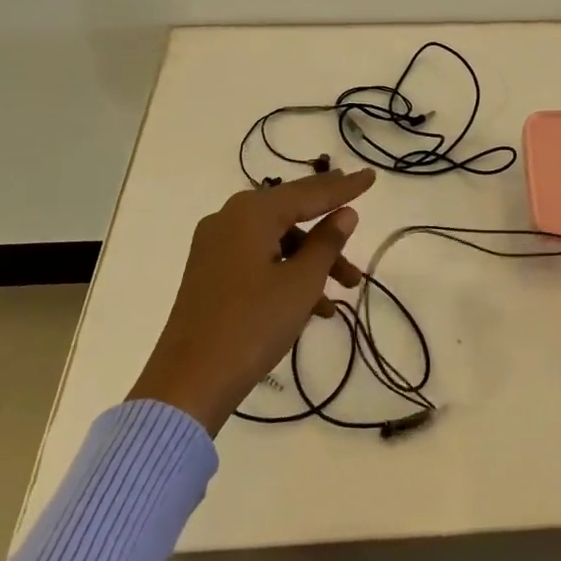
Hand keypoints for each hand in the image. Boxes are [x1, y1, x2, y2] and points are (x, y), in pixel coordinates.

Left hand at [130, 168, 375, 433]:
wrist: (189, 383)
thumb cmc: (253, 324)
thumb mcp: (301, 283)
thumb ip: (327, 243)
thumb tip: (345, 214)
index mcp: (251, 213)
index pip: (309, 193)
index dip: (344, 187)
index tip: (371, 176)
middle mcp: (229, 220)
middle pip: (291, 213)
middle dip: (328, 229)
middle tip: (358, 221)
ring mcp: (215, 247)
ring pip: (277, 241)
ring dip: (312, 260)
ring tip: (346, 289)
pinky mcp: (210, 274)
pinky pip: (258, 260)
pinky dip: (286, 273)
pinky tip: (313, 307)